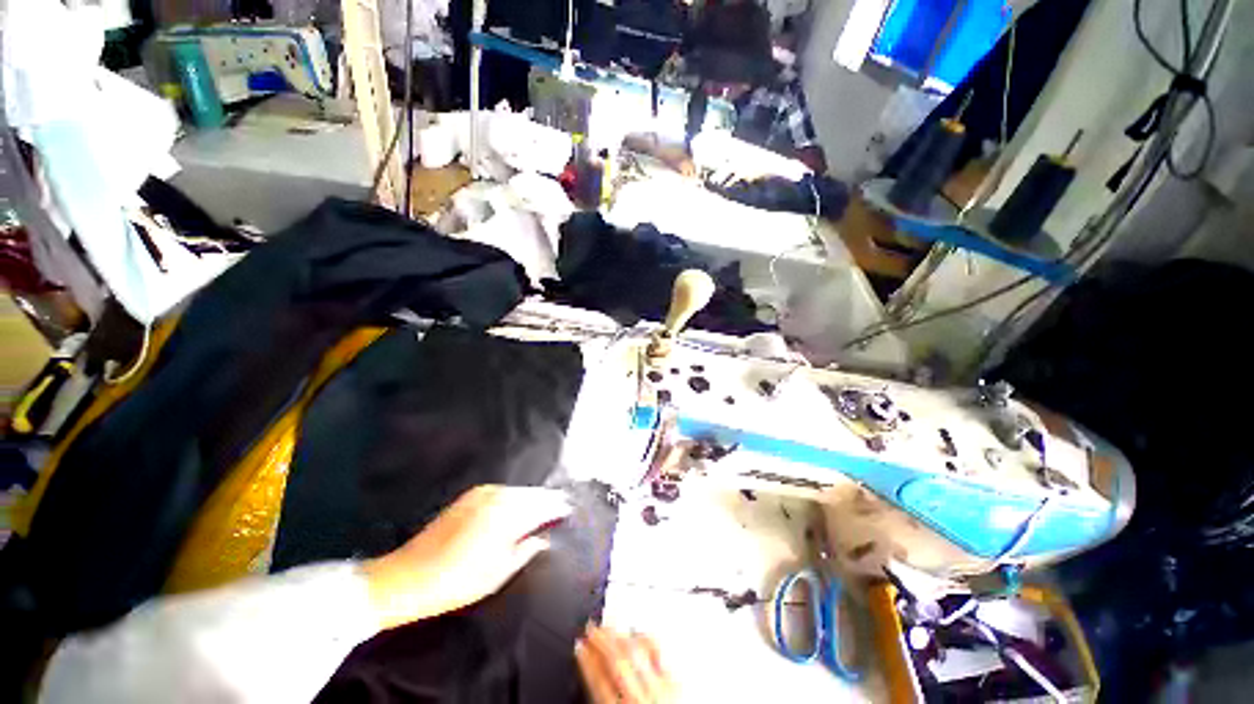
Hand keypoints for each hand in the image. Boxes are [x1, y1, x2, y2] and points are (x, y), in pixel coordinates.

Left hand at [363, 485, 571, 629]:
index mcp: (508, 514)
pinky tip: (518, 509)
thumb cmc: (459, 581)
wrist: (409, 575)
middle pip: (533, 493)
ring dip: (532, 498)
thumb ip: (527, 548)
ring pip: (519, 490)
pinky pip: (504, 492)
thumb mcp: (500, 571)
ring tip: (543, 509)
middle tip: (560, 509)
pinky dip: (516, 498)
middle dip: (548, 500)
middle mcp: (499, 495)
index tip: (571, 509)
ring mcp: (484, 492)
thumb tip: (545, 537)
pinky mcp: (472, 494)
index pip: (544, 504)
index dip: (559, 506)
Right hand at [576, 625, 675, 702]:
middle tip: (592, 627)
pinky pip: (660, 654)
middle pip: (617, 662)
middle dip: (602, 641)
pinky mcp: (678, 684)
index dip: (587, 662)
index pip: (599, 683)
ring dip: (621, 636)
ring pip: (637, 654)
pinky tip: (638, 633)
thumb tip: (591, 681)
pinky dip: (647, 640)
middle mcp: (640, 702)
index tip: (579, 646)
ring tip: (610, 625)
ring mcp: (662, 691)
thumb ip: (604, 700)